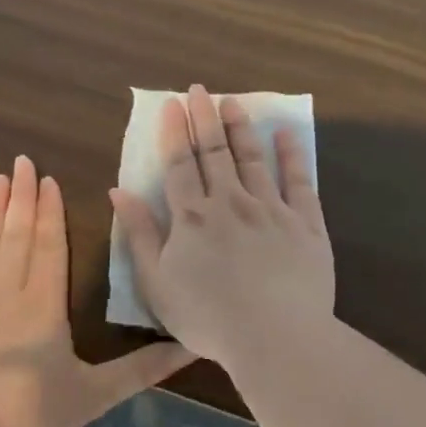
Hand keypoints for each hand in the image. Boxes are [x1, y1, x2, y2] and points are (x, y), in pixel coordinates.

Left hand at [0, 156, 194, 426]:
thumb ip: (141, 369)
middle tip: (21, 161)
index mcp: (43, 304)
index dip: (50, 212)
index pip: (49, 245)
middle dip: (21, 196)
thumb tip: (191, 348)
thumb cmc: (27, 415)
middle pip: (15, 234)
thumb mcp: (93, 395)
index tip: (48, 180)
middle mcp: (3, 291)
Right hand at [109, 85, 335, 369]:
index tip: (173, 104)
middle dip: (206, 118)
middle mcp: (231, 202)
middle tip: (201, 90)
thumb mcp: (157, 282)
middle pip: (216, 152)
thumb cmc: (208, 318)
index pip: (180, 164)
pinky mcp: (306, 224)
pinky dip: (291, 155)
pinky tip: (286, 134)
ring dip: (241, 128)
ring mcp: (271, 210)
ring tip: (234, 103)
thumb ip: (139, 234)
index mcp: (192, 217)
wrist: (274, 337)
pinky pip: (298, 182)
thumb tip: (119, 191)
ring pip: (253, 159)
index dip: (175, 132)